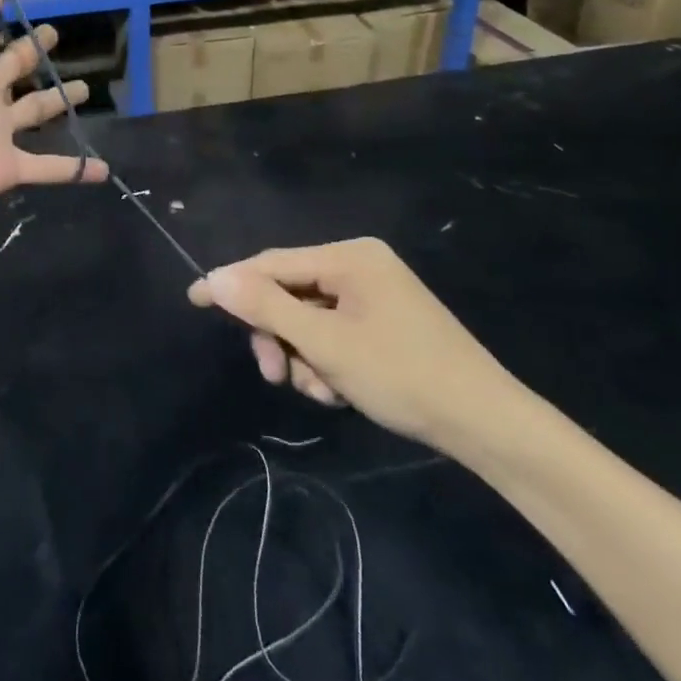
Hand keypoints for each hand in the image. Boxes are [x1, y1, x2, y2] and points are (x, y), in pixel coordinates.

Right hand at [188, 238, 518, 449]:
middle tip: (273, 375)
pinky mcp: (384, 322)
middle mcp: (360, 265)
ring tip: (320, 391)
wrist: (487, 424)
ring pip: (310, 318)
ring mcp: (375, 294)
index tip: (193, 298)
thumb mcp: (325, 343)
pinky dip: (326, 361)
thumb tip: (213, 279)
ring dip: (303, 356)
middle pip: (290, 292)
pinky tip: (339, 391)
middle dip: (278, 335)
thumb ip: (266, 307)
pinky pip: (334, 332)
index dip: (231, 282)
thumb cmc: (402, 374)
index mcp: (350, 256)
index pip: (273, 263)